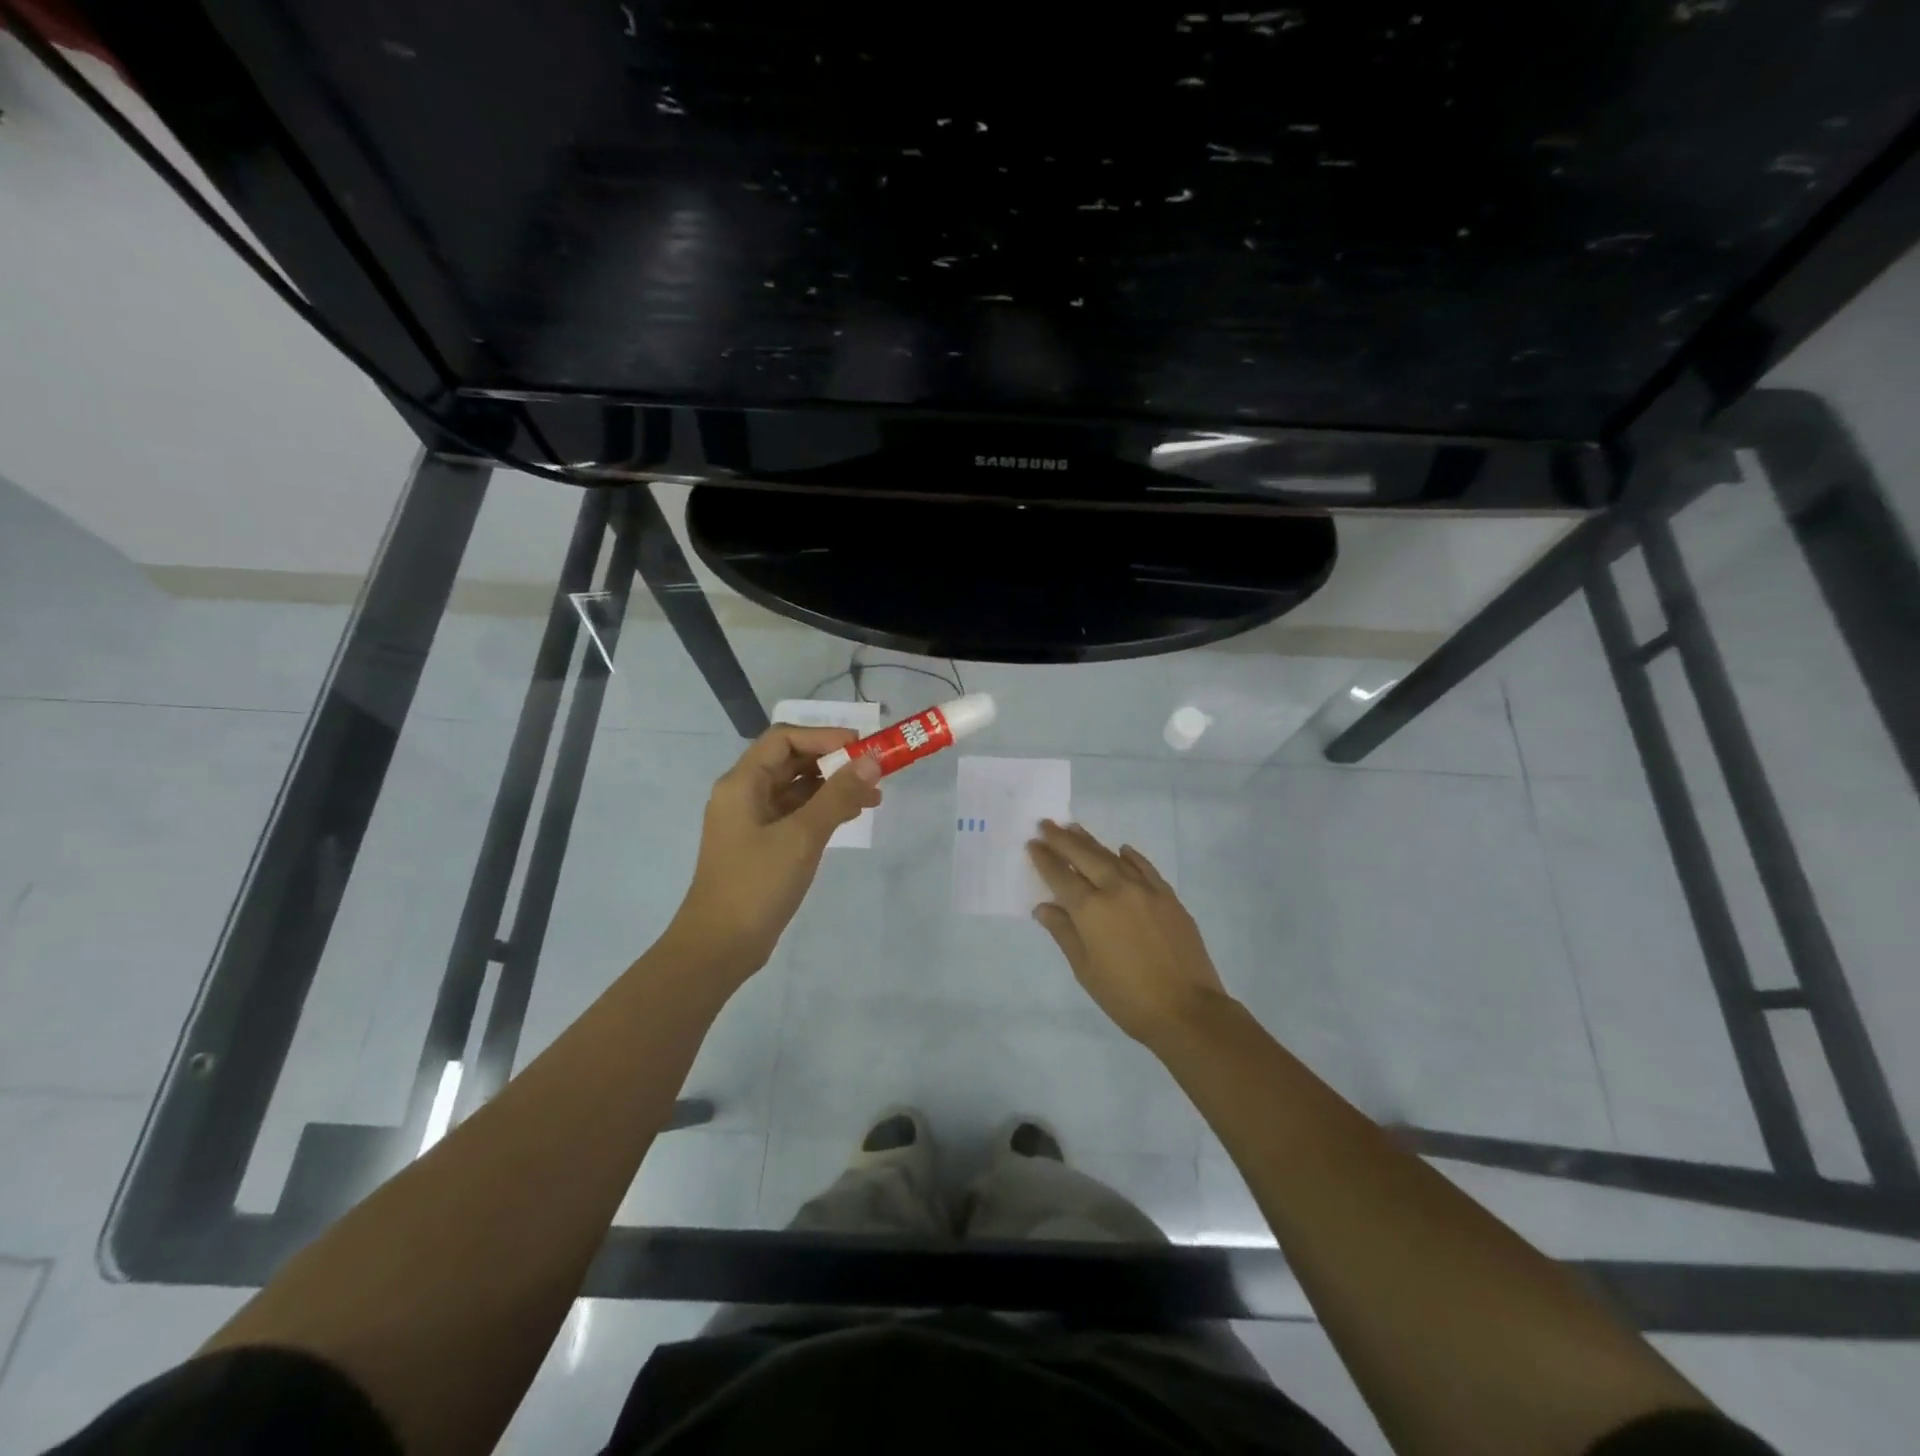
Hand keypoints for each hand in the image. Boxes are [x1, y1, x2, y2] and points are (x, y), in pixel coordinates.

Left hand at [668, 725, 882, 981]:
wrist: (720, 946)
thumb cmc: (757, 884)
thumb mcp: (802, 835)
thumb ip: (838, 794)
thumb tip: (872, 760)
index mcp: (742, 782)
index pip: (785, 738)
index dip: (824, 737)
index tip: (863, 748)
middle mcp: (744, 794)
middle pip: (792, 761)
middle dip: (834, 763)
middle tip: (874, 772)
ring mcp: (752, 821)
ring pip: (797, 789)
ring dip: (833, 787)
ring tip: (873, 797)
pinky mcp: (762, 845)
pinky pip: (796, 814)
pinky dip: (823, 810)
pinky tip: (851, 816)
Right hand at [1027, 820, 1230, 1045]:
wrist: (1187, 1009)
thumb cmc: (1126, 996)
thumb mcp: (1085, 969)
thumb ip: (1064, 933)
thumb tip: (1044, 907)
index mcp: (1090, 910)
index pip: (1060, 876)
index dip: (1044, 859)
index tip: (1032, 843)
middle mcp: (1116, 890)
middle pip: (1084, 856)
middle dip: (1062, 839)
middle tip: (1046, 824)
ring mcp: (1145, 890)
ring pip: (1112, 857)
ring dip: (1091, 841)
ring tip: (1074, 827)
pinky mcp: (1168, 897)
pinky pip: (1144, 868)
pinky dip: (1130, 857)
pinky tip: (1122, 850)